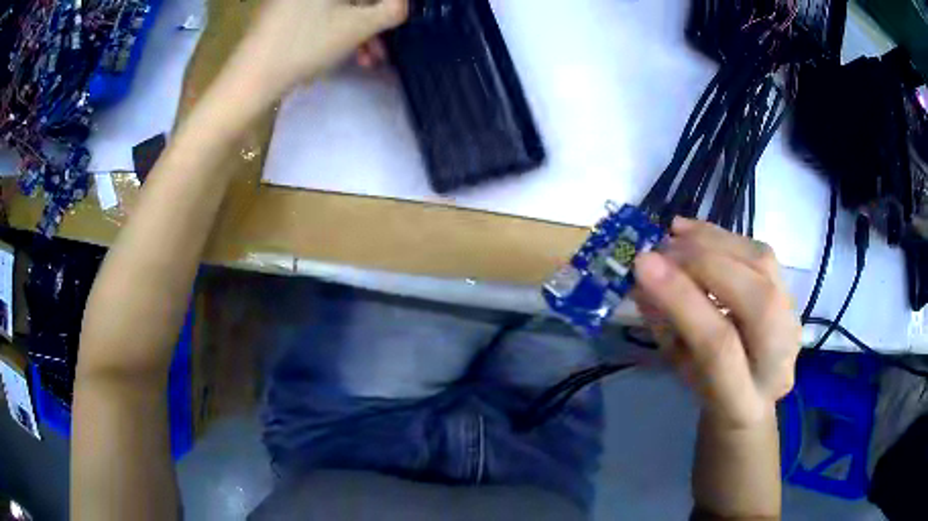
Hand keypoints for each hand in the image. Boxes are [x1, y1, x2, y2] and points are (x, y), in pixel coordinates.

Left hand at [240, 0, 407, 97]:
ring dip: (359, 30)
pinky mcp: (285, 13)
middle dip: (374, 20)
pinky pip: (322, 15)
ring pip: (340, 7)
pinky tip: (345, 52)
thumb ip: (392, 10)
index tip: (397, 21)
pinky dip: (338, 30)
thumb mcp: (357, 27)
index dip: (389, 5)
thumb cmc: (305, 46)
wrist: (251, 78)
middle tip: (384, 47)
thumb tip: (404, 4)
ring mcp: (293, 0)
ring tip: (369, 59)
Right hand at [633, 218, 800, 429]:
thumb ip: (665, 326)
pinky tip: (696, 232)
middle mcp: (781, 361)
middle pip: (757, 300)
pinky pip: (763, 253)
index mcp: (744, 400)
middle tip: (662, 248)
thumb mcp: (679, 370)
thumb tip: (644, 277)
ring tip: (676, 234)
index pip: (719, 347)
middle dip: (705, 264)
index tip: (642, 265)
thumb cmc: (708, 390)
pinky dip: (727, 237)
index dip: (683, 300)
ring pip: (765, 267)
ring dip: (716, 242)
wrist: (752, 393)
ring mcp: (793, 323)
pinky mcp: (792, 295)